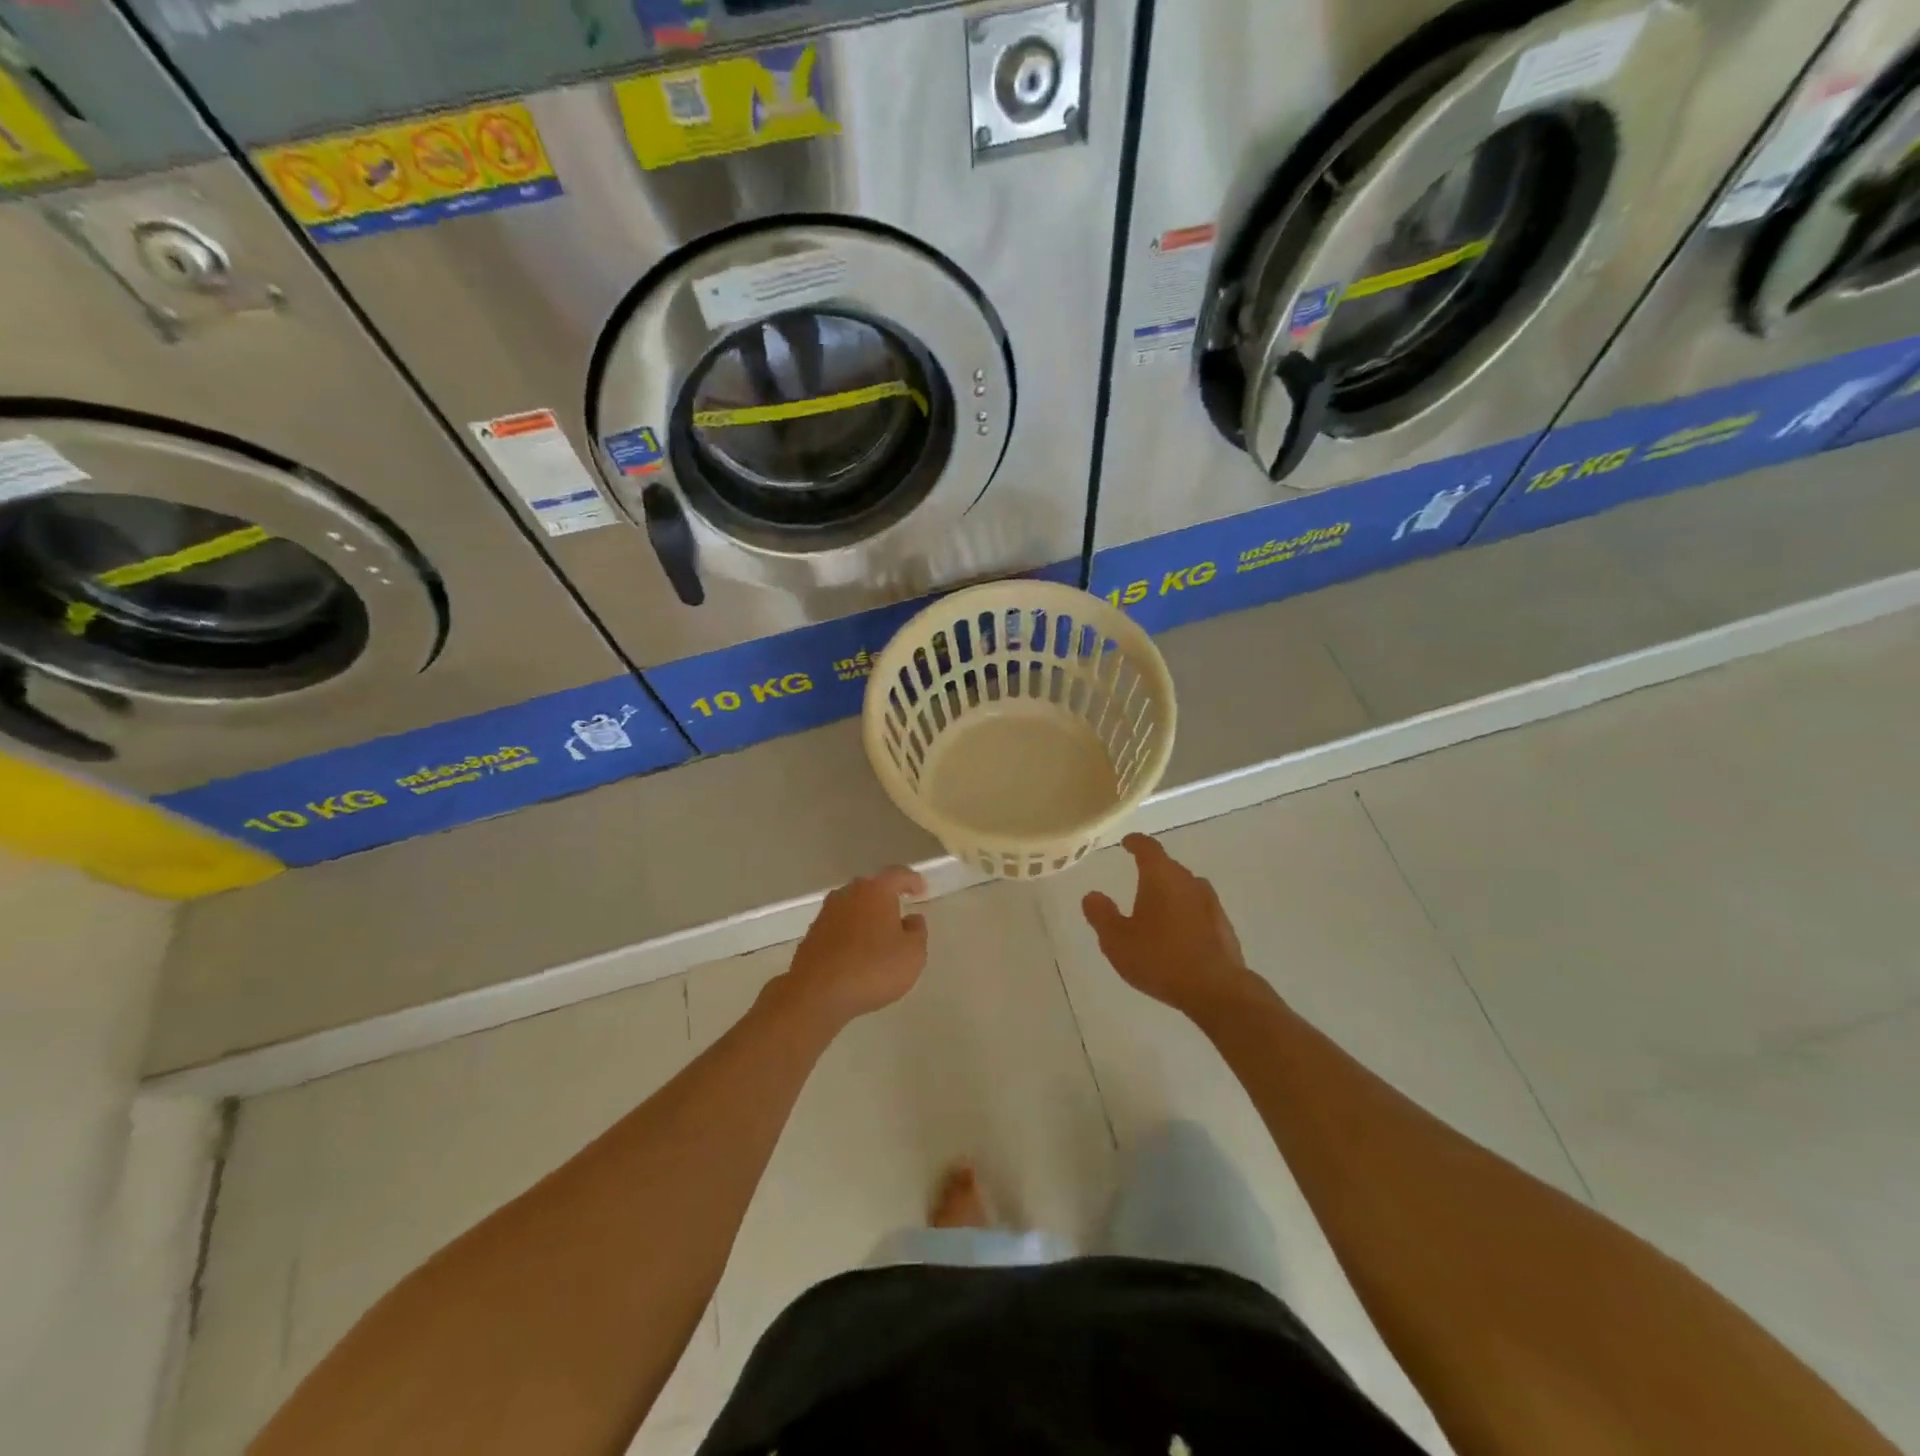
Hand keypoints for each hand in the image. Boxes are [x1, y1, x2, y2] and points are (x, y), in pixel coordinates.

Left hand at [774, 866, 928, 1028]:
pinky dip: (850, 933)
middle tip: (899, 911)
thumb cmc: (872, 968)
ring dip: (866, 916)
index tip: (921, 890)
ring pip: (852, 907)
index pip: (898, 875)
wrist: (817, 994)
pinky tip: (856, 952)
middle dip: (886, 897)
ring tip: (878, 935)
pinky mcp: (812, 935)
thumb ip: (917, 932)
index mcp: (876, 891)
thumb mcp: (912, 954)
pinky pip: (838, 926)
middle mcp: (848, 894)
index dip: (912, 881)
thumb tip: (911, 919)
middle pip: (871, 888)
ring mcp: (826, 913)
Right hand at [1083, 834, 1255, 1017]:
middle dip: (1152, 872)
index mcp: (1161, 876)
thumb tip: (1092, 895)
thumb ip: (1101, 915)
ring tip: (1155, 910)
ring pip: (1185, 889)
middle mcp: (1189, 882)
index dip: (1135, 843)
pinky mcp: (1224, 926)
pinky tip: (1177, 935)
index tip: (1127, 843)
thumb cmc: (1160, 958)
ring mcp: (1211, 903)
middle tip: (1135, 882)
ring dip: (1170, 894)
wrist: (1216, 990)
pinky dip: (1185, 914)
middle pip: (1168, 867)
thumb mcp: (1117, 940)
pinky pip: (1198, 910)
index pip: (1147, 848)